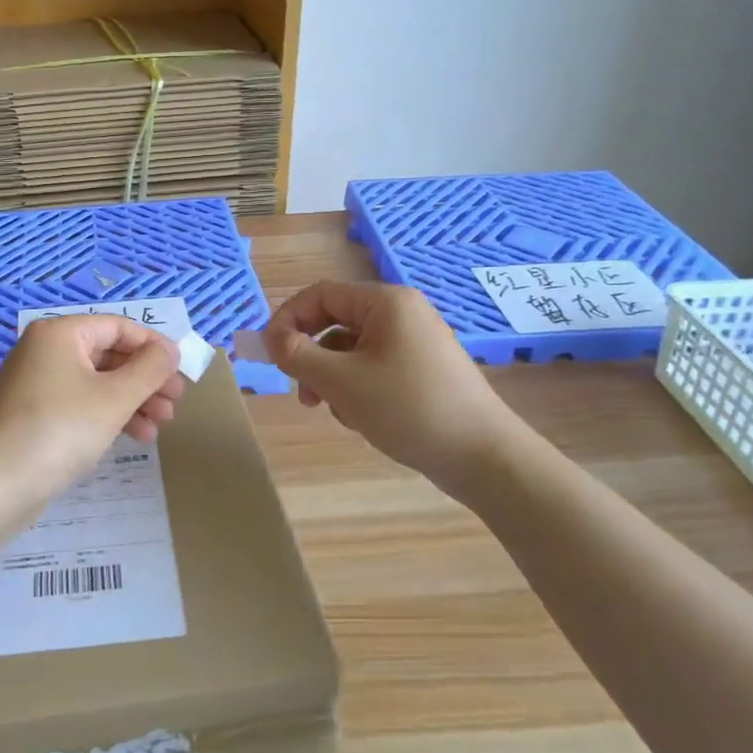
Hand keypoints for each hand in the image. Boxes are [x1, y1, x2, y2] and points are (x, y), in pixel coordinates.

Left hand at [0, 315, 185, 499]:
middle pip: (109, 355)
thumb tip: (171, 350)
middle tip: (175, 403)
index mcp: (60, 334)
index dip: (154, 347)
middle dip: (146, 379)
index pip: (118, 327)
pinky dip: (109, 416)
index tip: (182, 371)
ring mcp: (37, 383)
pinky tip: (135, 437)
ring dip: (133, 401)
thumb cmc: (60, 430)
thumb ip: (149, 370)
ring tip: (161, 425)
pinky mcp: (34, 415)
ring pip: (97, 382)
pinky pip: (81, 404)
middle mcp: (45, 350)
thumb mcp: (114, 398)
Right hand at [264, 281, 531, 499]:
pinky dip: (357, 388)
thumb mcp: (340, 382)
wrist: (484, 457)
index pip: (319, 295)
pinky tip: (362, 419)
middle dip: (311, 357)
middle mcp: (402, 313)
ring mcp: (416, 342)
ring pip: (352, 349)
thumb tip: (270, 339)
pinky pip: (374, 367)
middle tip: (300, 391)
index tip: (269, 354)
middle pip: (335, 322)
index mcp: (385, 302)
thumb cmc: (408, 409)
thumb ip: (297, 355)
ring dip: (332, 378)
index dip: (287, 320)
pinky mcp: (424, 369)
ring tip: (336, 412)